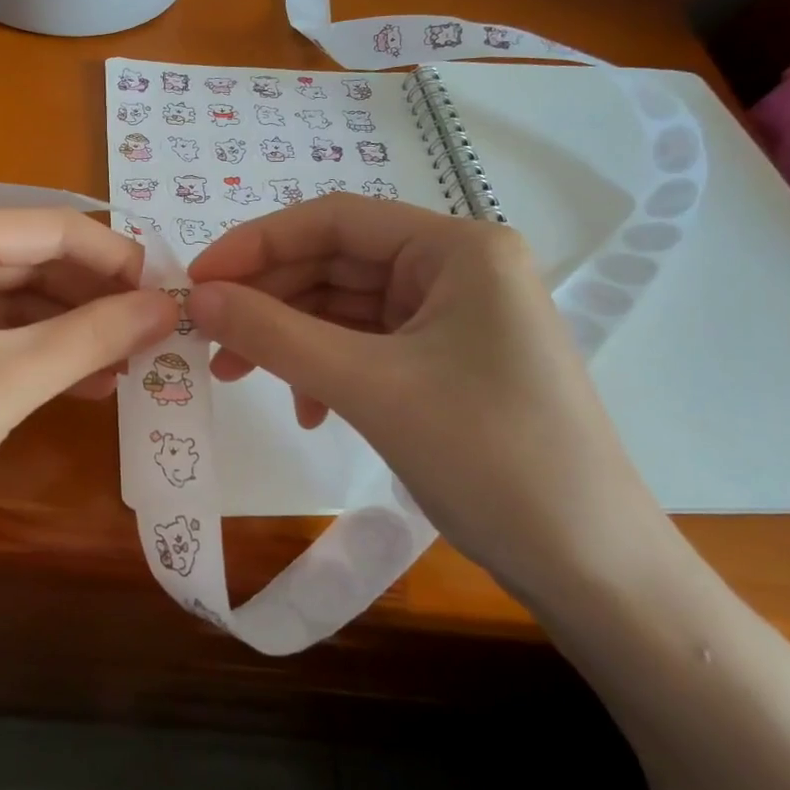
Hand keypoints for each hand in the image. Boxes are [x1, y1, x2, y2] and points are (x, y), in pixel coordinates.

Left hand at [0, 209, 177, 577]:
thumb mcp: (9, 381)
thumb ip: (95, 335)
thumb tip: (170, 305)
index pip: (53, 226)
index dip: (118, 259)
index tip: (171, 297)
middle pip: (29, 258)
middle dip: (93, 297)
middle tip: (151, 338)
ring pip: (6, 298)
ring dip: (65, 329)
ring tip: (121, 368)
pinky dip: (26, 351)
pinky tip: (68, 381)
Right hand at [185, 195, 672, 604]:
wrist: (591, 569)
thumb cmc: (488, 457)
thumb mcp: (368, 387)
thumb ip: (274, 335)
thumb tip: (197, 298)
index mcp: (456, 248)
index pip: (335, 220)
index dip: (257, 243)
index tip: (197, 280)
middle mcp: (458, 268)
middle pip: (337, 263)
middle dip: (268, 300)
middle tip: (207, 337)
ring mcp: (455, 316)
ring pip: (345, 307)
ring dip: (290, 338)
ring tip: (238, 376)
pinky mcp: (448, 360)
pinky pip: (367, 344)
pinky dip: (325, 367)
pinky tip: (307, 408)